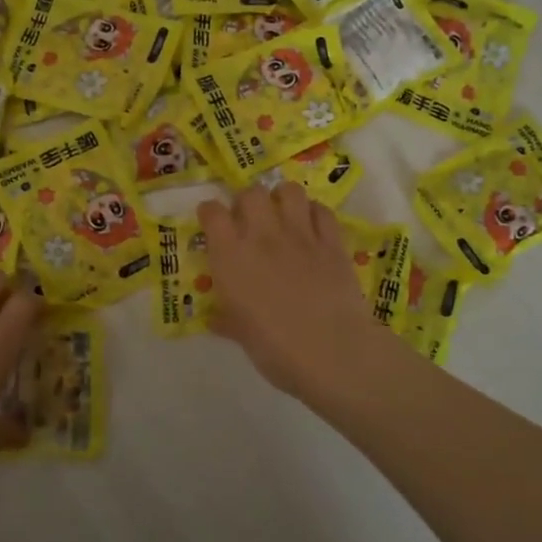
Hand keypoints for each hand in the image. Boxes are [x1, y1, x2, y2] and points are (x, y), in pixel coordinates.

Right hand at [198, 183, 399, 407]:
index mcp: (231, 256)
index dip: (209, 212)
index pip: (212, 212)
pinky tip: (313, 228)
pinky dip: (315, 214)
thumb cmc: (275, 348)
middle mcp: (262, 235)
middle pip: (251, 193)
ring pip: (289, 191)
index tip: (211, 221)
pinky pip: (322, 211)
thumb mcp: (240, 334)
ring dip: (282, 198)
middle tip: (249, 220)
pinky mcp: (332, 241)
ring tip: (283, 215)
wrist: (330, 351)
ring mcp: (300, 234)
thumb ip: (226, 319)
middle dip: (247, 201)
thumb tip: (215, 319)